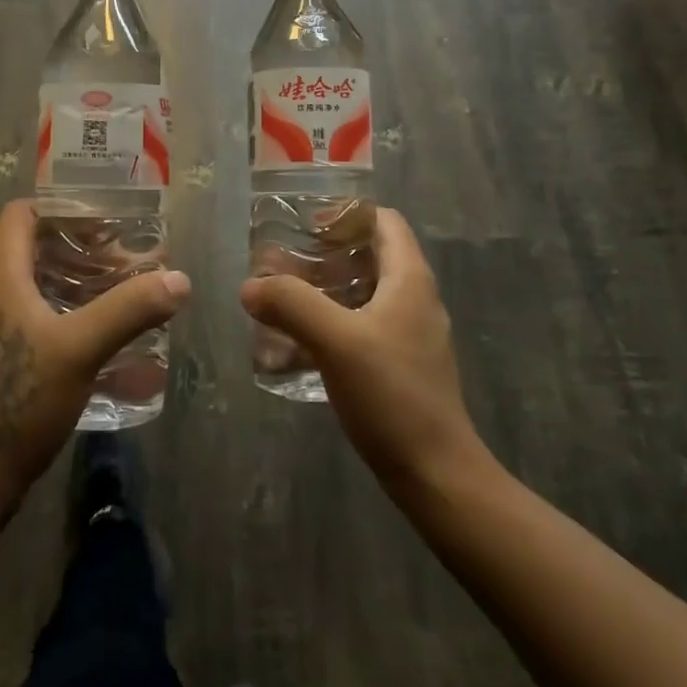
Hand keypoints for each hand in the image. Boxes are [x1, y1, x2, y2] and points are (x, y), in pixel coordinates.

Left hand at [0, 200, 188, 518]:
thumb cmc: (18, 400)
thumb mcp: (79, 349)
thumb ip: (129, 310)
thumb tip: (179, 279)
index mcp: (1, 276)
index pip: (21, 213)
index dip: (60, 206)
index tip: (105, 217)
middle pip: (35, 247)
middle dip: (83, 246)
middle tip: (128, 257)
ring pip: (40, 285)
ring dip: (80, 281)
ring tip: (125, 290)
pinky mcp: (4, 360)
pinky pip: (40, 317)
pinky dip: (72, 313)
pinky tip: (105, 336)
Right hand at [240, 209, 477, 487]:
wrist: (435, 473)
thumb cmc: (392, 394)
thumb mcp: (336, 341)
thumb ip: (291, 305)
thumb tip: (250, 286)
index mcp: (409, 278)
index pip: (383, 221)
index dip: (346, 214)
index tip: (305, 223)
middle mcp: (415, 298)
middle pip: (370, 255)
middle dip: (326, 252)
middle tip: (282, 260)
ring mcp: (410, 334)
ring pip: (364, 292)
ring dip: (325, 289)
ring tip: (283, 296)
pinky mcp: (401, 365)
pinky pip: (363, 326)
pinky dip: (332, 321)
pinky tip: (300, 341)